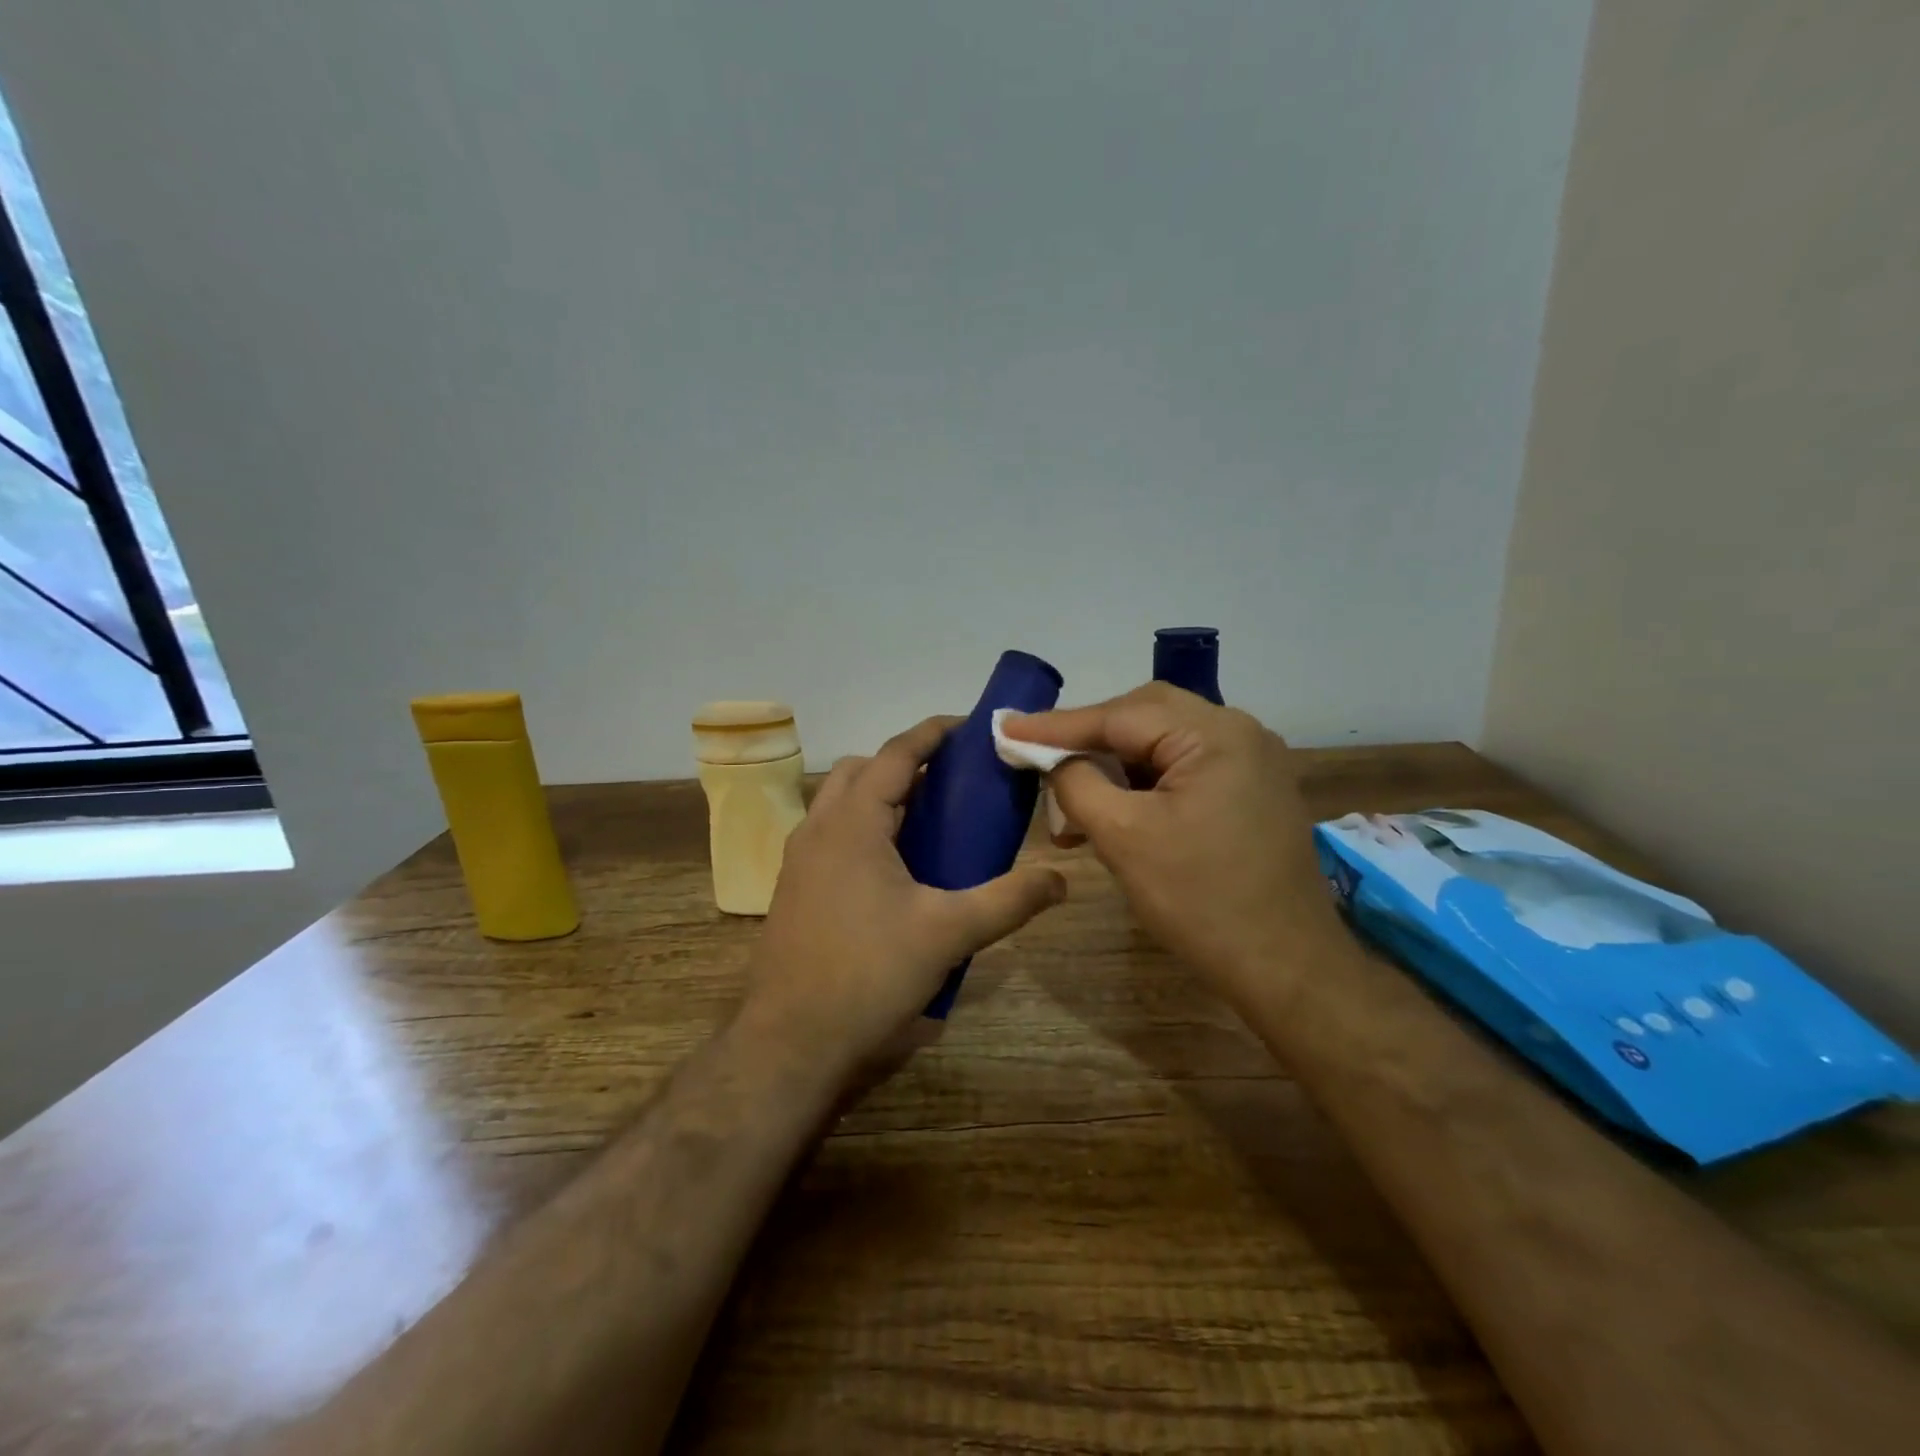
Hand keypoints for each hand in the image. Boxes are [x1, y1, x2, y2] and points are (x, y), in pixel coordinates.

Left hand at [740, 715, 1067, 1087]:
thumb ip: (1009, 900)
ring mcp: (799, 860)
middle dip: (904, 763)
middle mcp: (818, 829)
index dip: (932, 733)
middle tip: (950, 781)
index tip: (968, 726)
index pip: (895, 754)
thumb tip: (1060, 879)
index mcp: (852, 823)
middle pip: (861, 770)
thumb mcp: (949, 933)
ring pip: (840, 803)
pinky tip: (895, 870)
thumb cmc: (869, 975)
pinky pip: (831, 835)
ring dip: (880, 796)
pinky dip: (863, 828)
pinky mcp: (794, 890)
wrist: (791, 1043)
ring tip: (927, 820)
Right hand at [1004, 684, 1339, 1008]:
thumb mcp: (1123, 837)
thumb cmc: (1201, 901)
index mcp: (1215, 735)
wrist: (1286, 968)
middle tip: (1040, 756)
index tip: (1006, 726)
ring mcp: (1251, 762)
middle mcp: (1239, 733)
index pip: (1119, 715)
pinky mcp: (1250, 791)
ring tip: (1071, 801)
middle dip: (1089, 738)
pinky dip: (1143, 784)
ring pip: (1162, 744)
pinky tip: (1113, 813)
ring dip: (1114, 766)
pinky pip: (1184, 769)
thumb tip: (1049, 757)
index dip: (1057, 725)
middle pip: (1144, 717)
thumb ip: (1076, 782)